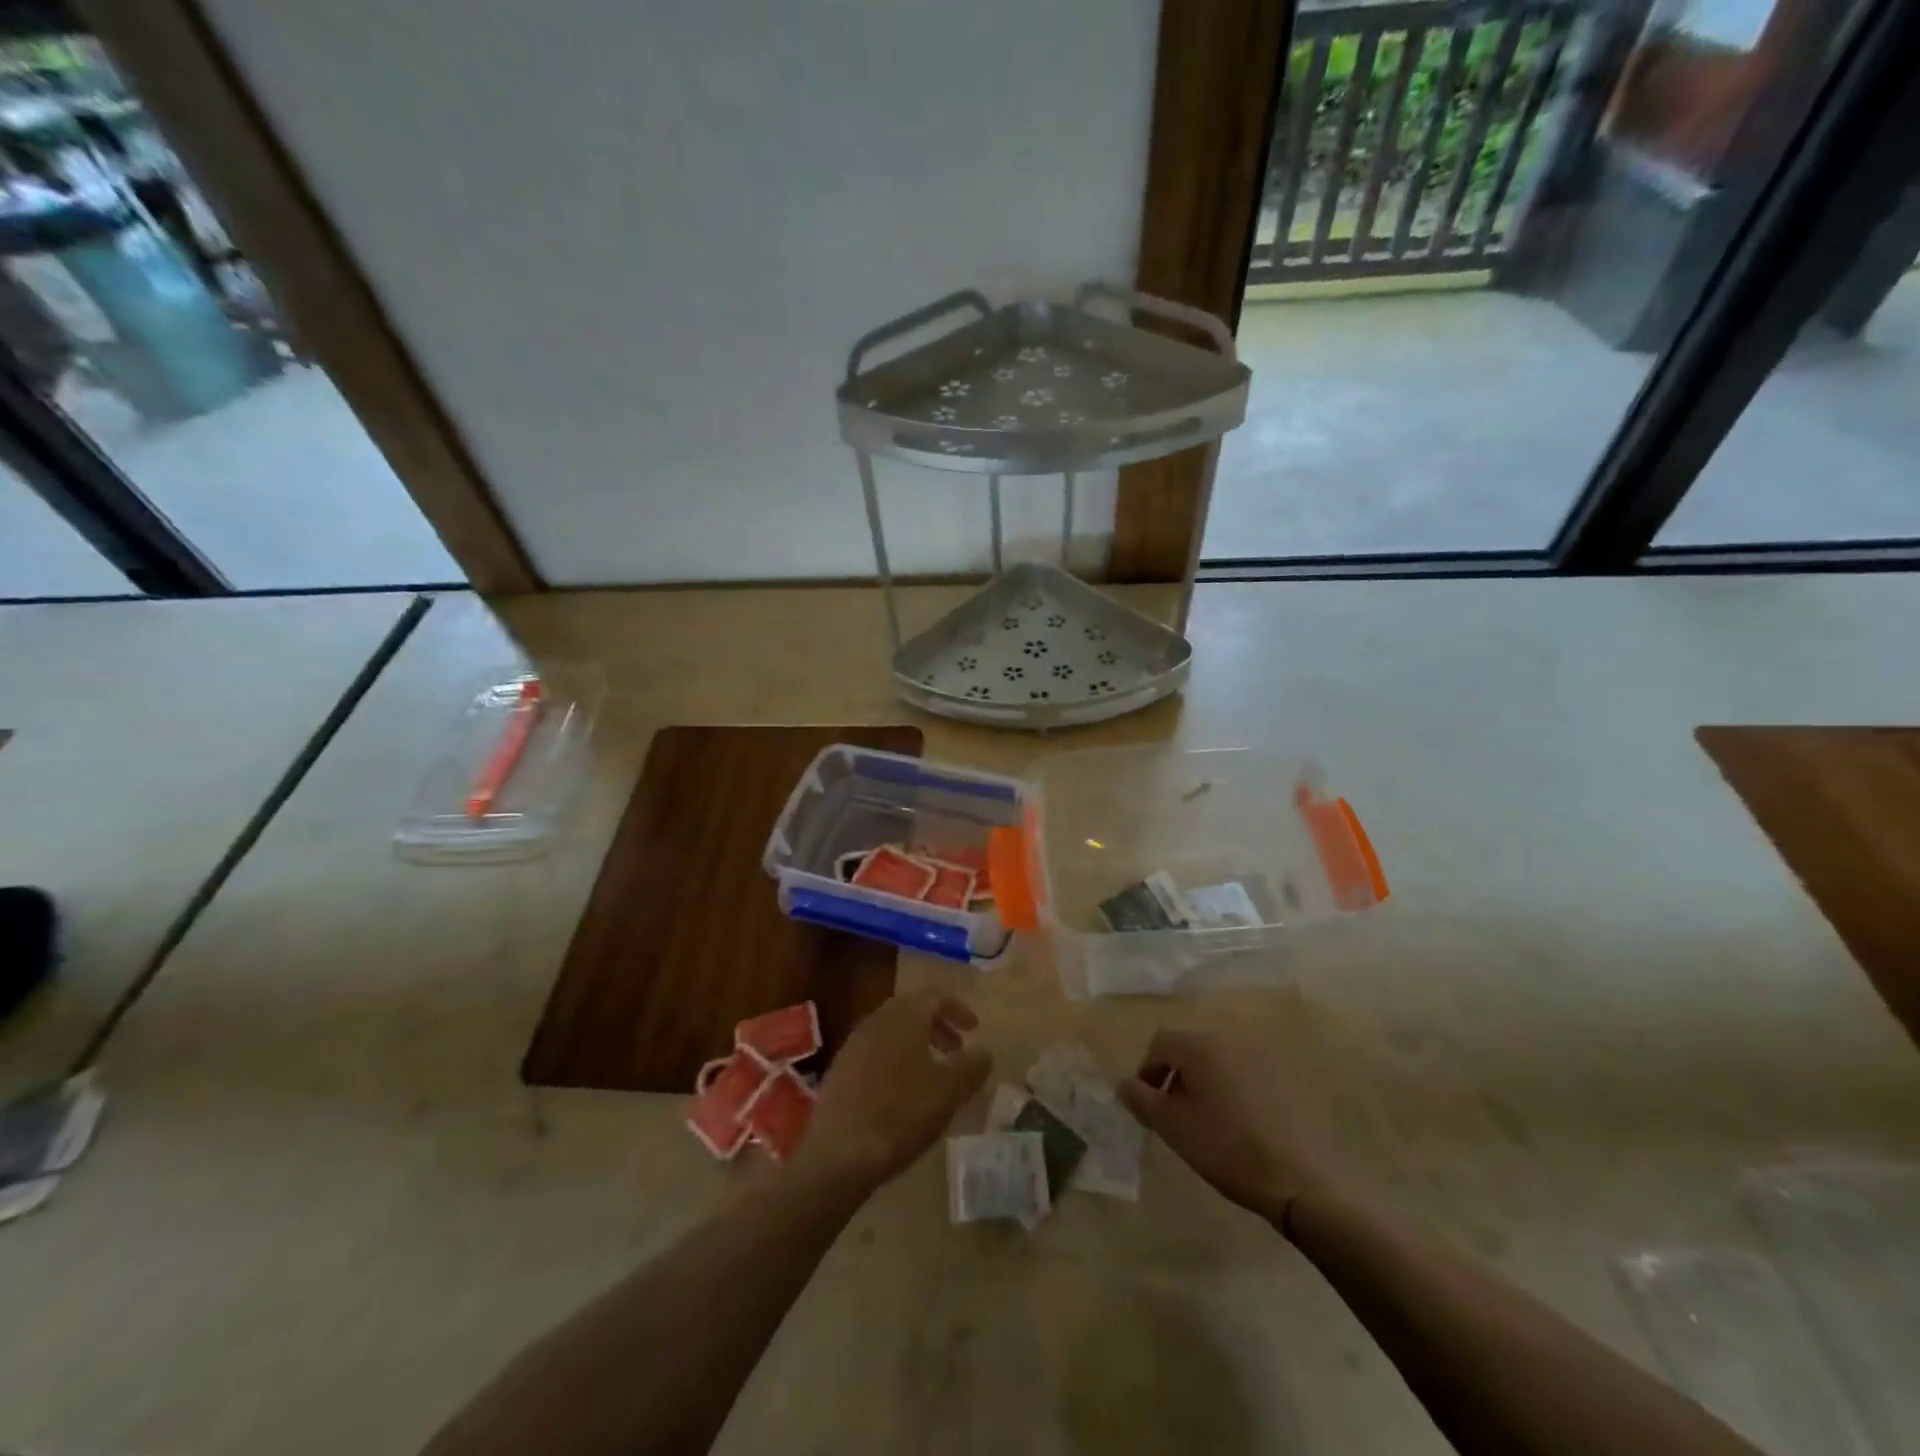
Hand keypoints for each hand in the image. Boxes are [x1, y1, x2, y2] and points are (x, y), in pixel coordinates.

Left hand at [798, 988, 991, 1192]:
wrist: (839, 1153)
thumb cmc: (901, 1114)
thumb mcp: (950, 1091)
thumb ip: (972, 1066)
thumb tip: (984, 1051)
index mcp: (904, 1015)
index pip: (935, 995)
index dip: (958, 1008)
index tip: (975, 1029)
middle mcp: (876, 1020)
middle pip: (912, 1010)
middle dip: (938, 1026)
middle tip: (957, 1050)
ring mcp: (854, 1044)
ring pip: (893, 1032)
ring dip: (917, 1044)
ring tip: (934, 1074)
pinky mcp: (840, 1070)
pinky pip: (876, 1052)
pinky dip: (897, 1060)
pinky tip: (903, 1093)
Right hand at [1118, 1024, 1341, 1226]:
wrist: (1304, 1178)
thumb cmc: (1227, 1147)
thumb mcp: (1173, 1127)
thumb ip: (1142, 1100)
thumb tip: (1124, 1084)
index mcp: (1200, 1046)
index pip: (1161, 1042)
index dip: (1147, 1071)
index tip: (1148, 1104)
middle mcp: (1231, 1040)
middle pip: (1192, 1049)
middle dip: (1178, 1077)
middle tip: (1177, 1115)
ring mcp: (1265, 1057)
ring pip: (1222, 1062)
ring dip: (1208, 1084)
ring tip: (1210, 1124)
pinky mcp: (1291, 1079)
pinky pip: (1251, 1076)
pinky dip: (1238, 1092)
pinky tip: (1245, 1127)